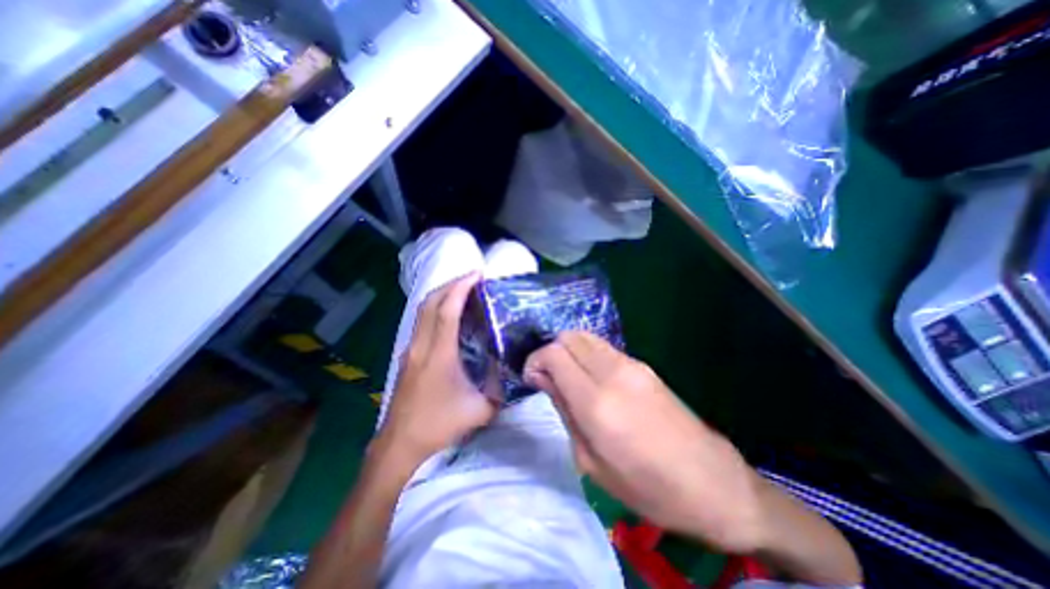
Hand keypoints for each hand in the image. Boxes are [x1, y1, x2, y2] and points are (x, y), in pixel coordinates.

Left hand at [381, 272, 497, 469]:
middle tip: (473, 278)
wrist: (399, 447)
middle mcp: (420, 346)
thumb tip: (507, 365)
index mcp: (438, 355)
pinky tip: (449, 314)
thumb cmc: (439, 427)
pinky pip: (421, 322)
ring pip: (423, 310)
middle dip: (451, 284)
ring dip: (442, 294)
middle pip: (430, 302)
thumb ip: (498, 385)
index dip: (461, 288)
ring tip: (463, 290)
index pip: (447, 310)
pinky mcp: (407, 356)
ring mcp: (410, 350)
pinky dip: (435, 308)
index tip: (477, 274)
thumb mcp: (480, 409)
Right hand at [523, 335, 764, 553]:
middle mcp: (614, 373)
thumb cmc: (648, 487)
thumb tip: (544, 379)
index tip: (532, 379)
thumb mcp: (591, 462)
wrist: (713, 483)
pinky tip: (591, 378)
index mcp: (597, 403)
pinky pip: (604, 347)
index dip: (535, 361)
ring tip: (567, 377)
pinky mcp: (644, 365)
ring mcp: (633, 364)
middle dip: (550, 351)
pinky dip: (587, 354)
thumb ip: (564, 411)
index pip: (554, 354)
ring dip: (569, 350)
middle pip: (569, 337)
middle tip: (548, 377)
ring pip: (586, 336)